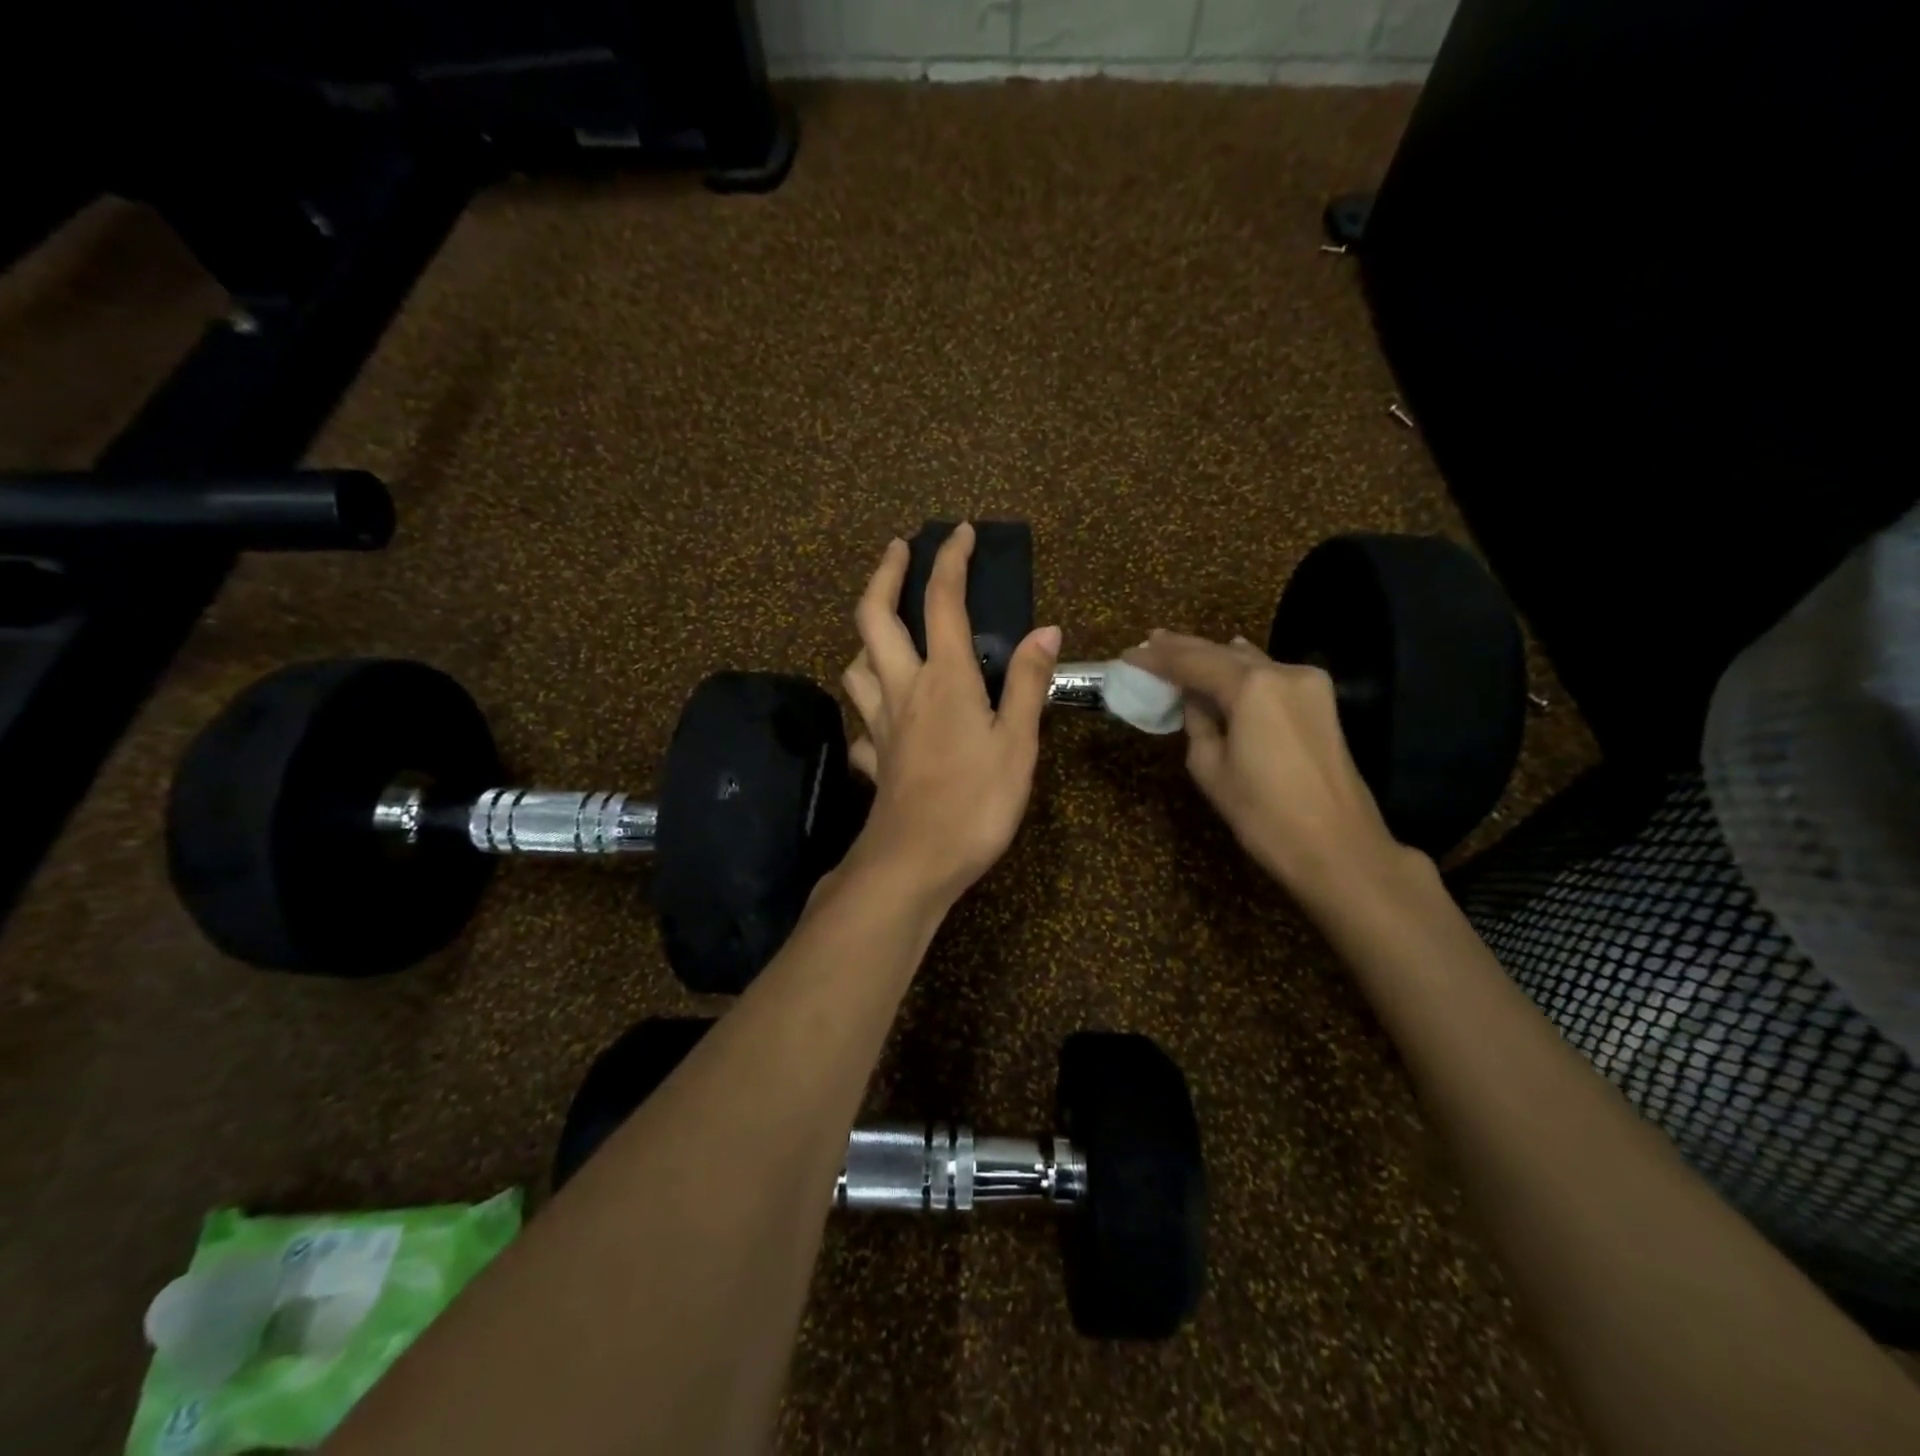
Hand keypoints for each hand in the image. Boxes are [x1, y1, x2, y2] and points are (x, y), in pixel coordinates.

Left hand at [839, 525, 1061, 905]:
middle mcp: (903, 689)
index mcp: (945, 679)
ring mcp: (880, 724)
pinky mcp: (874, 758)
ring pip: (856, 665)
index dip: (950, 560)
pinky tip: (883, 719)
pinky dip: (869, 709)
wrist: (913, 863)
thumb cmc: (976, 803)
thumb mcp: (1018, 744)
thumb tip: (1046, 629)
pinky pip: (862, 723)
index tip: (959, 531)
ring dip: (867, 638)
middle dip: (883, 574)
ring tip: (886, 632)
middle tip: (896, 549)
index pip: (943, 601)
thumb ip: (1030, 684)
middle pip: (874, 617)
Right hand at [1122, 630, 1422, 906]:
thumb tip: (1197, 702)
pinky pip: (1270, 674)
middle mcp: (1282, 672)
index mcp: (1251, 686)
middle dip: (1183, 648)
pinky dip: (1243, 668)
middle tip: (1149, 641)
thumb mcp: (1211, 768)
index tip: (1128, 655)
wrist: (1338, 848)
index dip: (1157, 658)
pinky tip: (1230, 656)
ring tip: (1178, 649)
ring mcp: (1307, 683)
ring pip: (1249, 660)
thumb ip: (1198, 724)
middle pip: (1222, 652)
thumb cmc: (1264, 814)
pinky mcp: (1321, 702)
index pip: (1192, 662)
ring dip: (1213, 656)